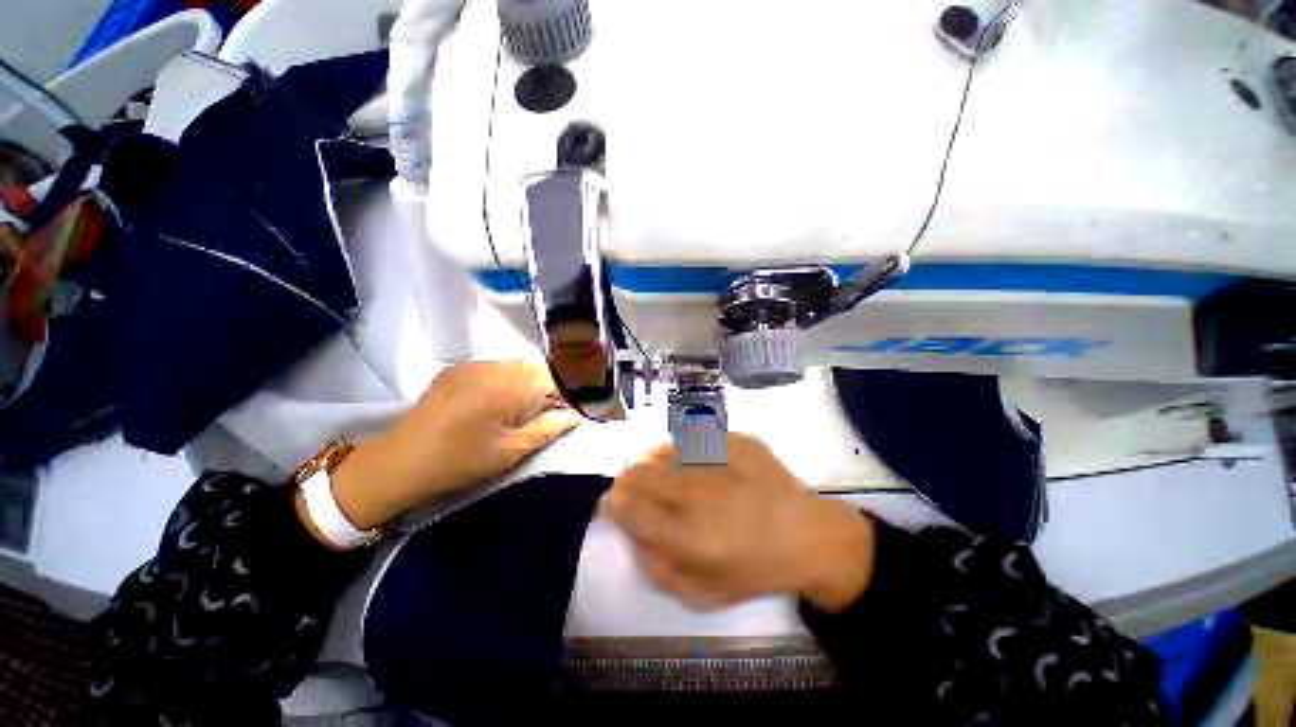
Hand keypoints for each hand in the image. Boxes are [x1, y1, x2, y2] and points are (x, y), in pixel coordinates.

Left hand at [319, 361, 581, 534]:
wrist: (398, 463)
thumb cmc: (460, 461)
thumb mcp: (512, 450)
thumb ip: (550, 428)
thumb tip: (577, 415)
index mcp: (509, 385)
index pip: (557, 376)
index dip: (574, 389)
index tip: (581, 405)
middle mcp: (493, 366)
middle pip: (538, 367)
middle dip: (553, 386)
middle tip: (558, 409)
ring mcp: (472, 364)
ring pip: (518, 365)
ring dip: (531, 382)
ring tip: (531, 407)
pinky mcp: (457, 369)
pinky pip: (495, 367)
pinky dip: (509, 380)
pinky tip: (501, 401)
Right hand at [601, 434, 875, 612]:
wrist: (808, 536)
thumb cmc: (754, 570)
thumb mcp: (699, 594)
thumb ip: (654, 566)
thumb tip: (628, 528)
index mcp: (688, 535)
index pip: (626, 505)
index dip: (614, 503)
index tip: (617, 506)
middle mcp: (698, 490)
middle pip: (638, 472)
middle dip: (629, 482)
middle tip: (639, 492)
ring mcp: (718, 458)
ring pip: (661, 450)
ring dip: (654, 465)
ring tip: (667, 478)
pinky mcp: (735, 439)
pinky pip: (691, 438)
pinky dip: (683, 451)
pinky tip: (697, 465)